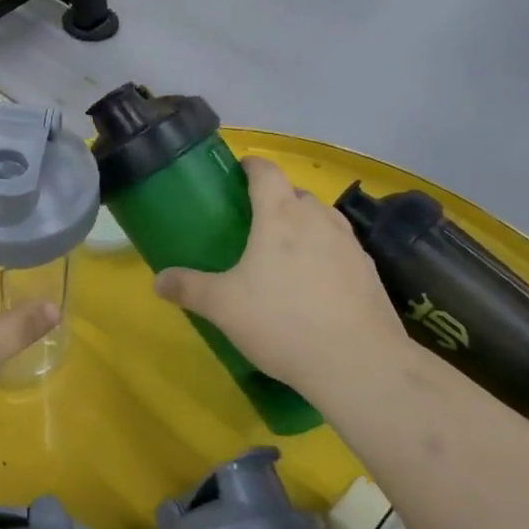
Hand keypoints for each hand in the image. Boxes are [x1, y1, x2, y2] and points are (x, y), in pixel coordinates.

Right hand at [154, 157, 411, 403]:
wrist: (358, 363)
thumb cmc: (282, 322)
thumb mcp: (223, 307)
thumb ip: (189, 288)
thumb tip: (158, 280)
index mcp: (280, 215)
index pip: (267, 171)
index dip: (252, 165)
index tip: (239, 171)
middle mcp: (318, 219)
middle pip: (296, 193)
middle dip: (277, 199)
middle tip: (255, 222)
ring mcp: (350, 245)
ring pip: (323, 219)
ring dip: (305, 224)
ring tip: (286, 251)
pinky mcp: (370, 272)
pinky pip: (342, 249)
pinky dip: (326, 253)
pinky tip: (316, 283)